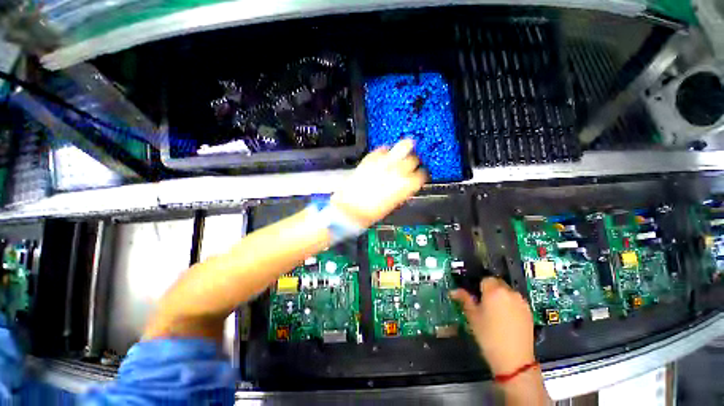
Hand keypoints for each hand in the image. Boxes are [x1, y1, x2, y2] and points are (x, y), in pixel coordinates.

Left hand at [331, 139, 426, 227]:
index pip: (421, 175)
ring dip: (404, 148)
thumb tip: (405, 183)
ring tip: (403, 149)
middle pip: (413, 159)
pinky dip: (385, 151)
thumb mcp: (393, 204)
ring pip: (402, 146)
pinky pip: (382, 149)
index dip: (419, 174)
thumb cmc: (371, 212)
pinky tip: (384, 156)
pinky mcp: (371, 158)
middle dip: (412, 161)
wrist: (350, 208)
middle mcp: (398, 171)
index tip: (416, 174)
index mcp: (406, 186)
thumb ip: (402, 190)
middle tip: (408, 162)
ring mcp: (384, 162)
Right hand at [451, 277, 535, 374]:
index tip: (475, 296)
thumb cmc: (489, 336)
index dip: (478, 286)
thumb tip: (453, 291)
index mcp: (494, 290)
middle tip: (483, 303)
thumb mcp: (472, 317)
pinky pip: (516, 301)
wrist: (514, 360)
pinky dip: (510, 304)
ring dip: (500, 296)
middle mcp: (509, 292)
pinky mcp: (529, 312)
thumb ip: (464, 299)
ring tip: (495, 312)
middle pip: (497, 282)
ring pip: (507, 292)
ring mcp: (521, 302)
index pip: (484, 278)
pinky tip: (506, 319)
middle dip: (490, 289)